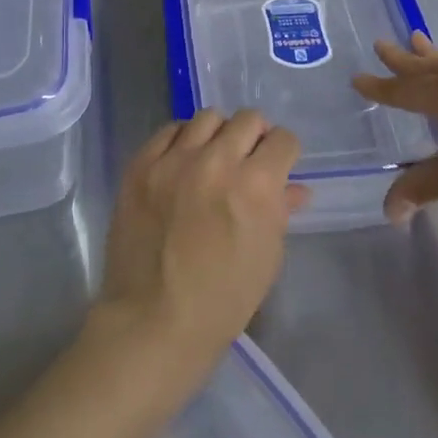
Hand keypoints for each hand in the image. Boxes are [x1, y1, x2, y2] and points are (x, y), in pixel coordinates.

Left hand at [94, 110, 307, 387]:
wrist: (153, 319)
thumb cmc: (222, 300)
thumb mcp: (266, 258)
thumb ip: (281, 212)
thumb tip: (295, 187)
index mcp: (256, 186)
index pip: (283, 140)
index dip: (285, 153)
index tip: (279, 165)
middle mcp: (216, 161)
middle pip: (247, 119)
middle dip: (255, 137)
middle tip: (248, 159)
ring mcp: (174, 160)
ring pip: (207, 117)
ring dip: (219, 134)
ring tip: (214, 157)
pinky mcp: (141, 164)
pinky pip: (169, 130)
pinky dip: (182, 140)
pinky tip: (183, 161)